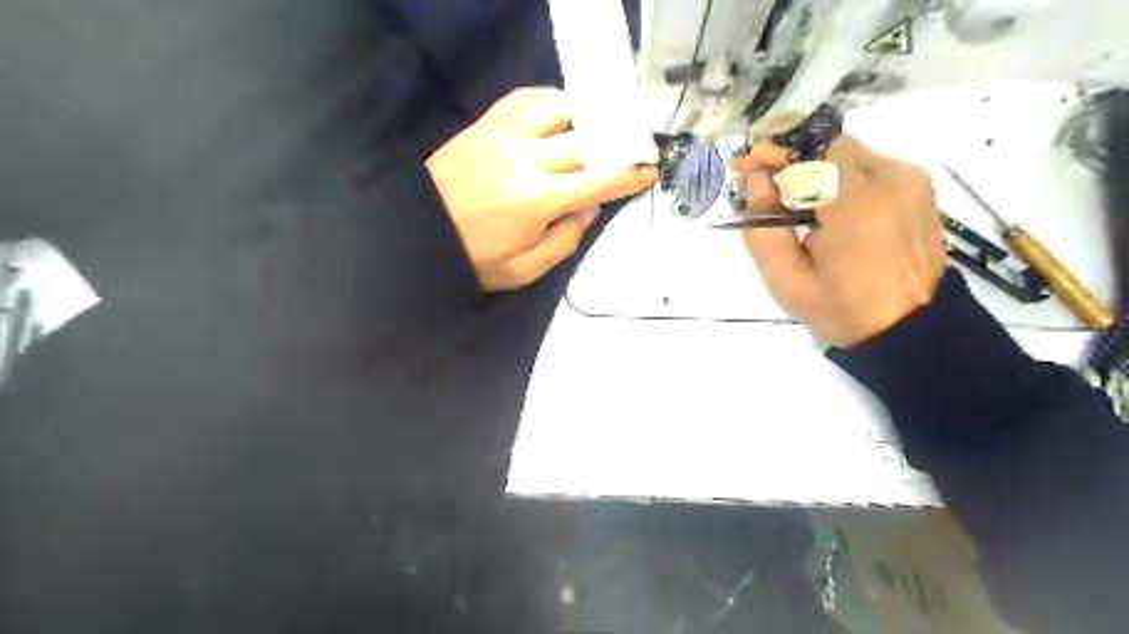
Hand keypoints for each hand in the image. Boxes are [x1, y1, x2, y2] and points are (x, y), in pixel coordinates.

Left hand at [427, 83, 657, 289]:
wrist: (417, 233)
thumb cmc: (474, 258)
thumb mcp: (524, 270)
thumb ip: (565, 241)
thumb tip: (589, 209)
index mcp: (537, 199)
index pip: (597, 182)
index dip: (628, 176)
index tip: (649, 170)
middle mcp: (526, 158)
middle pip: (585, 141)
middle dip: (614, 146)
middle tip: (627, 151)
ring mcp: (503, 134)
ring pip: (559, 108)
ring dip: (583, 118)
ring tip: (592, 132)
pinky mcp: (485, 124)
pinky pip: (524, 97)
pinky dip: (548, 100)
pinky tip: (557, 114)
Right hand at [739, 135, 945, 347]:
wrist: (911, 329)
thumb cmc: (841, 310)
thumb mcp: (786, 281)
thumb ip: (762, 229)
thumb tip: (756, 182)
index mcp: (857, 206)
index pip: (809, 152)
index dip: (772, 150)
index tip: (744, 164)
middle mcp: (890, 180)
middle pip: (828, 146)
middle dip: (788, 157)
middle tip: (760, 179)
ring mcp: (909, 181)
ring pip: (847, 154)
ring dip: (811, 168)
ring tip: (788, 199)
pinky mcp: (918, 188)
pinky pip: (866, 167)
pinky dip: (836, 177)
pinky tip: (822, 206)